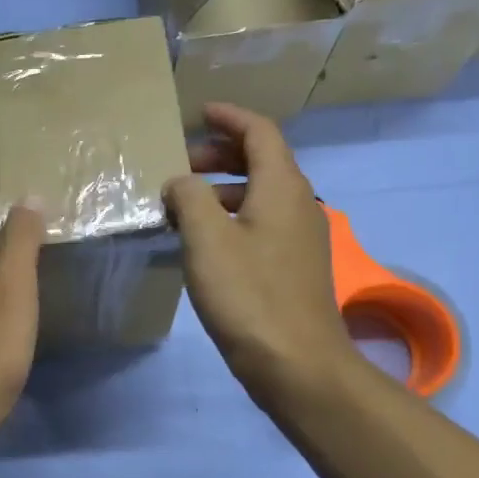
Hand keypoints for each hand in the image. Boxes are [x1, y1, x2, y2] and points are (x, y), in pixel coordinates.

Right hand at [163, 103, 353, 405]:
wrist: (297, 364)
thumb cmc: (249, 295)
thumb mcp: (206, 239)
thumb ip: (188, 197)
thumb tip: (180, 182)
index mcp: (282, 187)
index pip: (260, 132)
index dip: (229, 117)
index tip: (199, 113)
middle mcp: (297, 204)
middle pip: (262, 161)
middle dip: (221, 154)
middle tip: (181, 163)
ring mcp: (298, 238)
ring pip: (259, 194)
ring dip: (222, 188)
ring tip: (182, 202)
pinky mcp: (292, 266)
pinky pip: (259, 223)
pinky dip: (230, 216)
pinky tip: (202, 240)